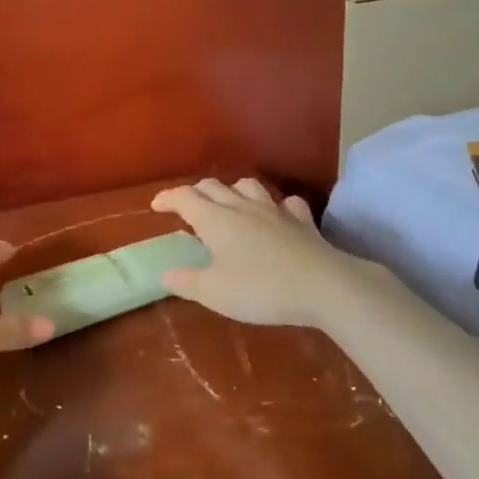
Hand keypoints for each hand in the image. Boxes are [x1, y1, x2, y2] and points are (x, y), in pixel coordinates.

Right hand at [151, 178, 394, 327]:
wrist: (323, 286)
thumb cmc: (260, 289)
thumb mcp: (215, 293)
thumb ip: (187, 282)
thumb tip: (165, 275)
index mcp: (215, 219)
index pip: (184, 197)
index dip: (168, 198)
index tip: (156, 206)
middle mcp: (241, 206)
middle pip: (213, 186)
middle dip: (196, 192)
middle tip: (187, 207)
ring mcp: (274, 210)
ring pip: (248, 186)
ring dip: (233, 191)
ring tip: (229, 205)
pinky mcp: (302, 221)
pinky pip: (287, 203)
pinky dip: (277, 206)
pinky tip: (278, 216)